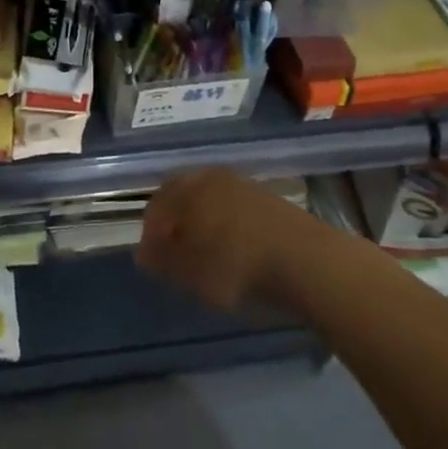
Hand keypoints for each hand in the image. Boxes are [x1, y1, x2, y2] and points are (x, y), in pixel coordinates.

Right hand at [138, 168, 319, 313]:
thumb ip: (161, 259)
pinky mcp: (268, 199)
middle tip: (176, 255)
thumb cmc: (236, 265)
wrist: (305, 261)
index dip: (150, 233)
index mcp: (188, 188)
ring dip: (201, 223)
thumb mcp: (189, 271)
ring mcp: (243, 185)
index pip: (157, 205)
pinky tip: (233, 250)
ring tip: (205, 255)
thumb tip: (143, 252)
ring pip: (210, 200)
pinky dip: (225, 225)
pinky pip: (234, 208)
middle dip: (175, 223)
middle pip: (183, 196)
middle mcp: (212, 177)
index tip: (152, 260)